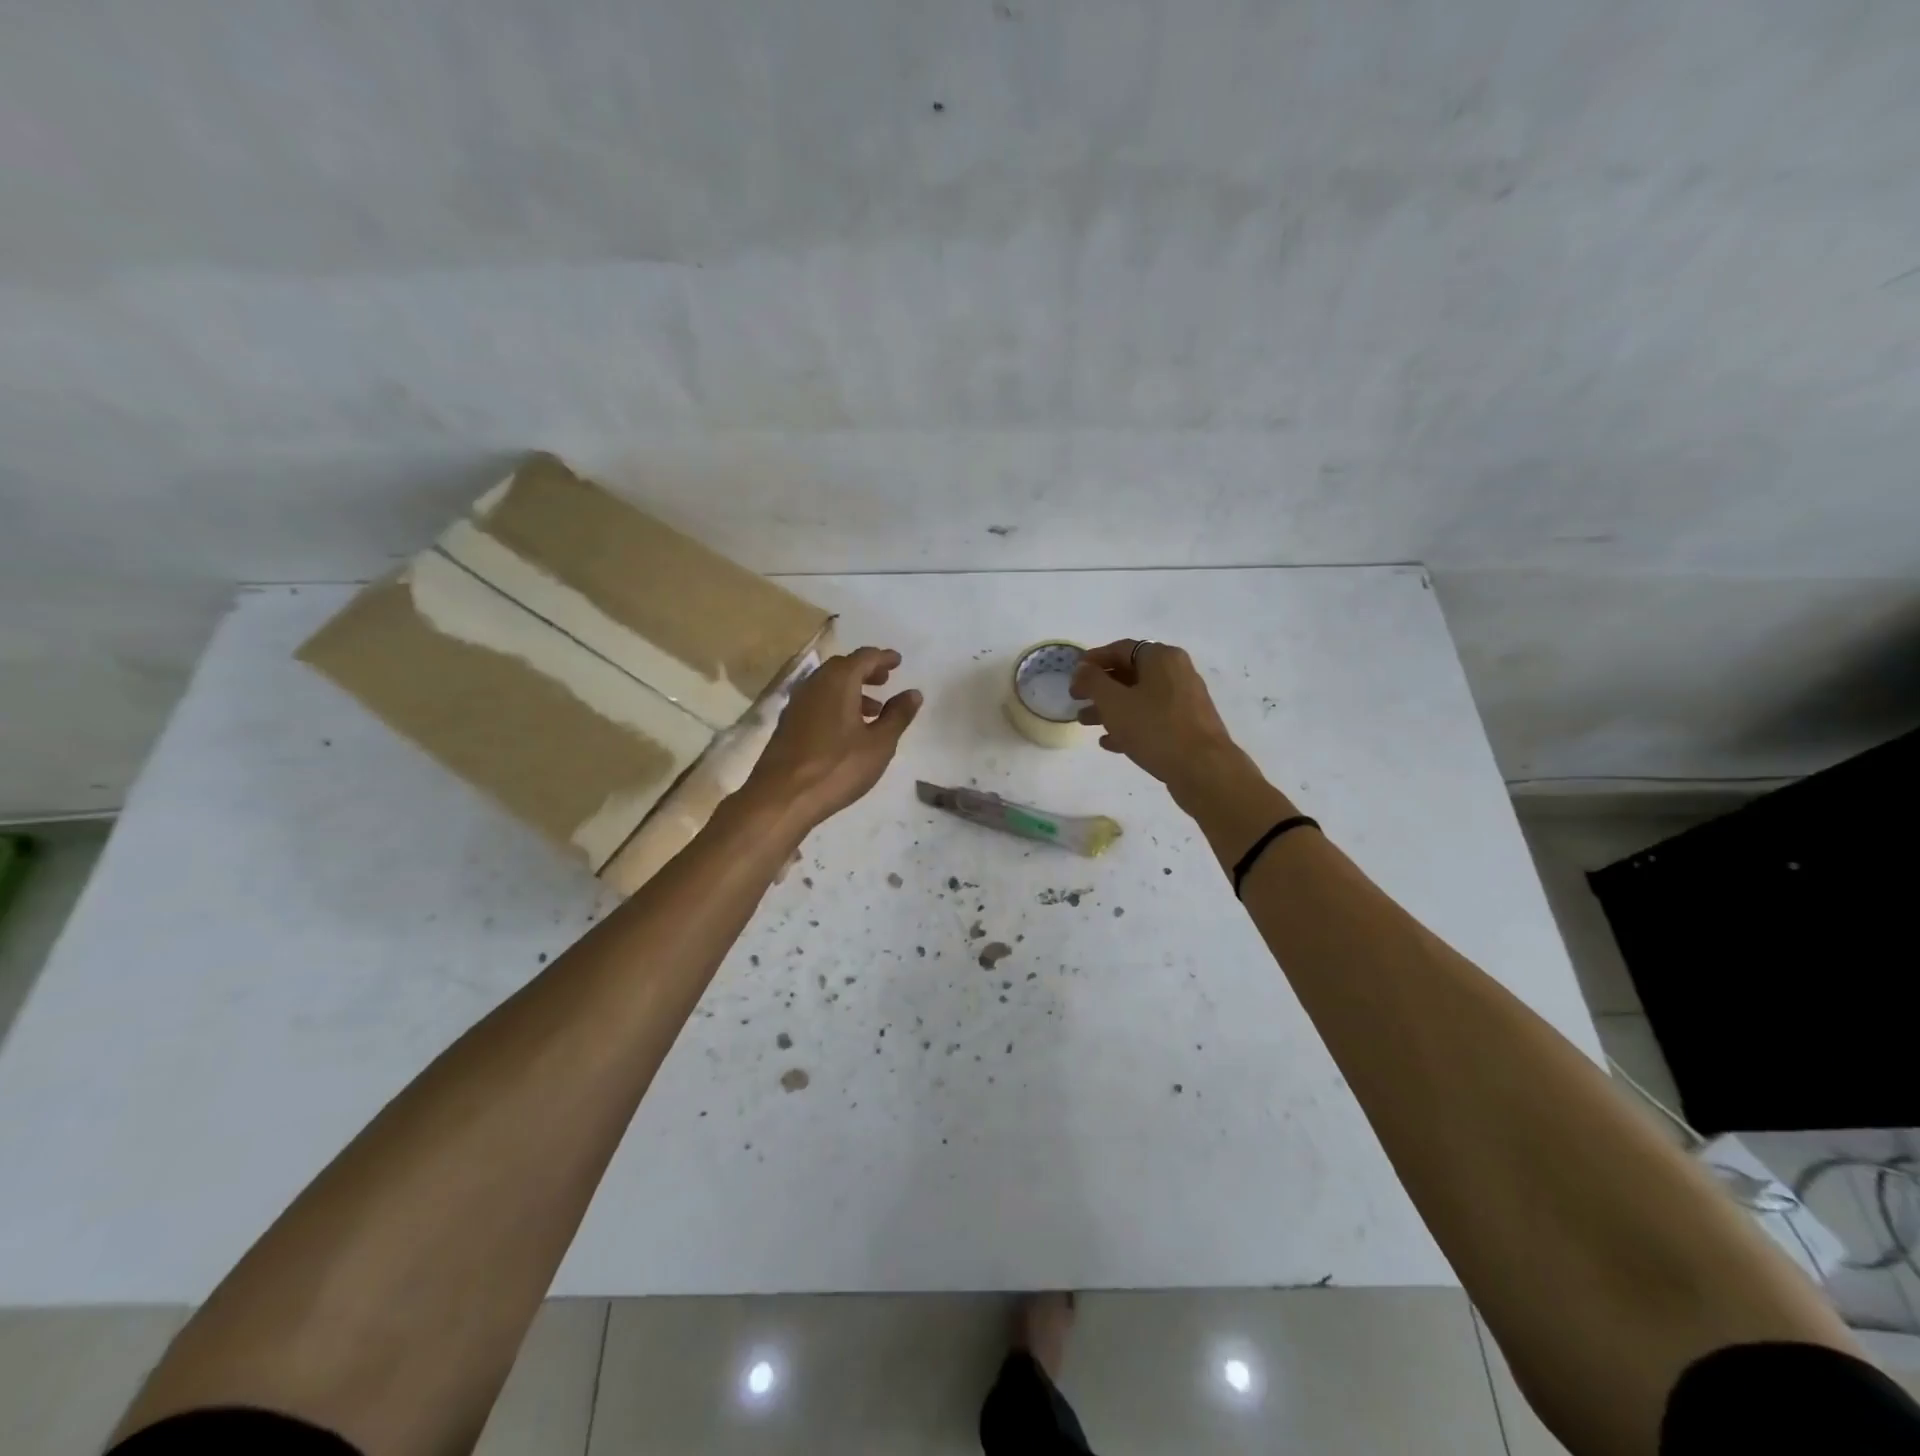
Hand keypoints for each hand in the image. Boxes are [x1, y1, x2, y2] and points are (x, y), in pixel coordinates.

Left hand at [744, 647, 921, 827]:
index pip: (864, 657)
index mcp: (838, 681)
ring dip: (851, 690)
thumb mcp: (879, 744)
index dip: (883, 657)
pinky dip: (836, 704)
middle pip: (843, 667)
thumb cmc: (838, 767)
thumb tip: (913, 693)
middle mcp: (814, 684)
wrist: (782, 796)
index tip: (898, 662)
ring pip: (828, 686)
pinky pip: (817, 702)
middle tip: (885, 682)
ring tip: (872, 711)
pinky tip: (847, 729)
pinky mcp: (787, 724)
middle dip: (866, 671)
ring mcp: (797, 704)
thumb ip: (898, 715)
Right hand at [1069, 640, 1240, 800]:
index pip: (1119, 649)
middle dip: (1100, 688)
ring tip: (1086, 723)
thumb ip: (1092, 681)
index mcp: (1161, 657)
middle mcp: (1176, 672)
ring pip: (1139, 698)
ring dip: (1110, 709)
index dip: (1092, 661)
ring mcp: (1184, 699)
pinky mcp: (1187, 725)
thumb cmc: (1154, 728)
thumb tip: (1083, 669)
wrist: (1203, 769)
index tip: (1073, 676)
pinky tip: (1110, 742)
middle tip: (1076, 701)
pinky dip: (1130, 725)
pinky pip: (1152, 718)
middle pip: (1129, 674)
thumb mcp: (1113, 702)